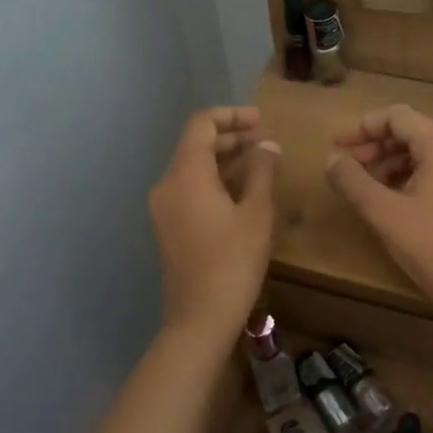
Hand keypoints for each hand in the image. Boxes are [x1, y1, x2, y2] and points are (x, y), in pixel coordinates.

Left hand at [149, 107, 278, 336]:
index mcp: (186, 174)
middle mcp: (167, 184)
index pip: (202, 124)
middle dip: (230, 137)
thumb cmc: (234, 261)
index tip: (261, 120)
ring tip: (260, 162)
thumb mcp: (257, 213)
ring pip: (192, 167)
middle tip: (266, 139)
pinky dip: (214, 180)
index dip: (232, 115)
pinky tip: (242, 190)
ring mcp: (163, 206)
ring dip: (224, 159)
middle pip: (195, 144)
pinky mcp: (168, 225)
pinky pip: (189, 188)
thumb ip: (262, 171)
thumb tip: (268, 145)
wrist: (200, 317)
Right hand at [322, 104, 432, 313]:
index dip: (363, 127)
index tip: (336, 145)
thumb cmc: (430, 244)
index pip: (397, 117)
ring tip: (361, 186)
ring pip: (418, 152)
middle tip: (345, 167)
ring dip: (386, 163)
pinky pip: (429, 171)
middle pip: (408, 131)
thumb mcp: (383, 211)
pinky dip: (403, 177)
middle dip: (373, 145)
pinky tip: (384, 198)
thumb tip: (331, 160)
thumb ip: (352, 181)